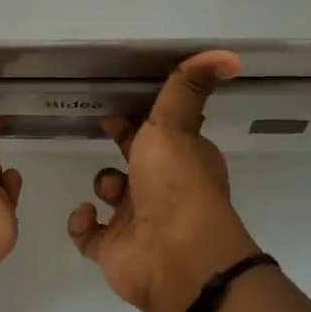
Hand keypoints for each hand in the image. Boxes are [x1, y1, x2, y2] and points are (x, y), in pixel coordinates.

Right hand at [67, 50, 261, 311]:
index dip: (138, 121)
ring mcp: (136, 222)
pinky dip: (81, 224)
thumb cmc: (176, 185)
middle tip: (100, 132)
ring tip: (108, 188)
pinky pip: (89, 235)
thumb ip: (187, 88)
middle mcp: (161, 189)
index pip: (158, 133)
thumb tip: (229, 54)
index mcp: (180, 160)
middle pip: (136, 163)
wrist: (177, 257)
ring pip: (114, 198)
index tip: (116, 111)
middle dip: (121, 148)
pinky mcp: (113, 251)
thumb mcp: (176, 125)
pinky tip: (85, 214)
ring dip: (104, 187)